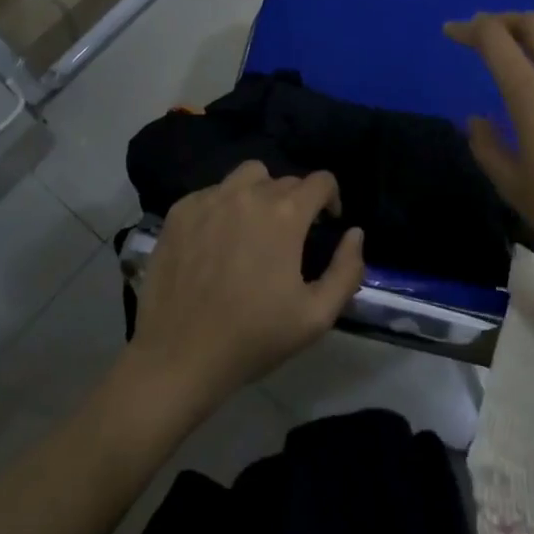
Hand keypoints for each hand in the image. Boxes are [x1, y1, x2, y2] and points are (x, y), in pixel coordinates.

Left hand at [127, 160, 364, 412]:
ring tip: (255, 226)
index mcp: (285, 214)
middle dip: (296, 202)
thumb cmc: (253, 338)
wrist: (179, 357)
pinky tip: (218, 239)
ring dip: (260, 192)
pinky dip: (224, 205)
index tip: (328, 223)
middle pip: (284, 179)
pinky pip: (212, 192)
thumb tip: (355, 233)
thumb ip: (347, 270)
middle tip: (289, 237)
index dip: (331, 198)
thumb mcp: (317, 316)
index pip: (320, 181)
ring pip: (247, 176)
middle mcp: (248, 194)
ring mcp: (210, 199)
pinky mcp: (180, 211)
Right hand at [447, 12, 533, 284]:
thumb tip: (476, 119)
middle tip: (481, 35)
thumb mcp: (512, 186)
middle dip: (502, 19)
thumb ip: (486, 146)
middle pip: (533, 22)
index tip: (450, 32)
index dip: (469, 29)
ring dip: (533, 32)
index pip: (495, 39)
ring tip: (516, 50)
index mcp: (531, 96)